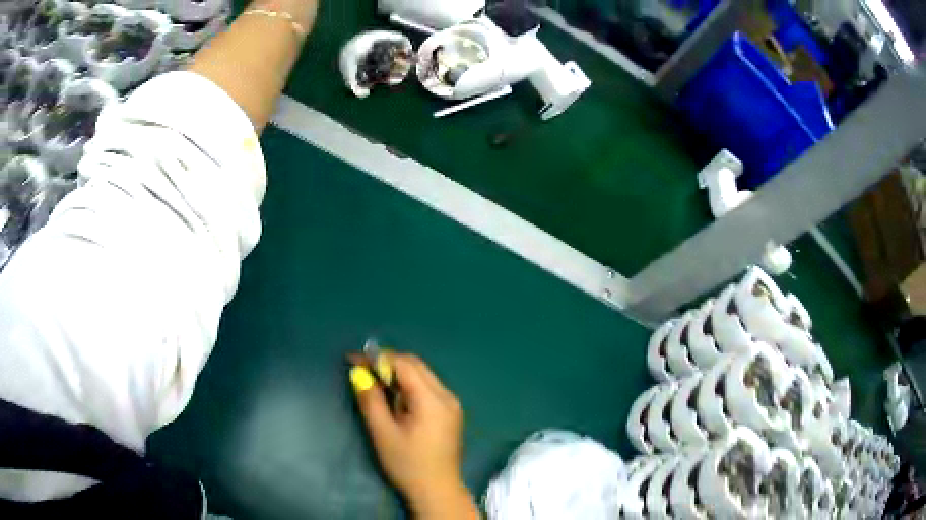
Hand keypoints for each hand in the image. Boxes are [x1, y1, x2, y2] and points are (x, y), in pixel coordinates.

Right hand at [349, 353, 479, 519]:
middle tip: (363, 370)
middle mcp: (447, 396)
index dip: (378, 358)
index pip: (405, 364)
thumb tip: (359, 373)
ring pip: (423, 375)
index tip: (354, 359)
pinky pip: (428, 388)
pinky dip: (409, 385)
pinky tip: (395, 397)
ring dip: (399, 373)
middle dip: (388, 363)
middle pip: (416, 366)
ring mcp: (452, 404)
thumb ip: (371, 400)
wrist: (437, 490)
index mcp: (432, 400)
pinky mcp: (450, 413)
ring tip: (375, 383)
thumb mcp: (383, 433)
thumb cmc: (407, 464)